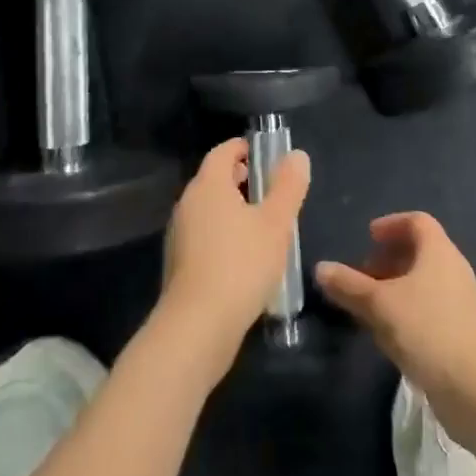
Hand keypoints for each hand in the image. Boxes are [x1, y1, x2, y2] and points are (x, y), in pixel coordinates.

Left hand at [159, 137, 309, 375]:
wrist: (197, 326)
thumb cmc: (241, 264)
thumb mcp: (276, 223)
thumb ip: (288, 186)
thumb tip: (296, 155)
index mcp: (208, 185)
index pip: (223, 151)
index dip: (244, 148)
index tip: (266, 154)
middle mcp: (188, 203)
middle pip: (214, 179)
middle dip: (241, 179)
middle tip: (271, 190)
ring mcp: (179, 235)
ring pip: (209, 209)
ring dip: (233, 209)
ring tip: (263, 225)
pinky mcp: (179, 264)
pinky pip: (204, 236)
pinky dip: (223, 234)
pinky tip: (245, 258)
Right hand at [315, 212, 475, 441]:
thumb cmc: (427, 331)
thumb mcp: (380, 305)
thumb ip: (349, 285)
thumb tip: (321, 268)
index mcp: (439, 252)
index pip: (417, 222)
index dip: (391, 224)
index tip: (368, 238)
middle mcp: (453, 270)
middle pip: (419, 252)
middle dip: (387, 260)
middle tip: (361, 276)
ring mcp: (461, 302)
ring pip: (422, 283)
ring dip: (394, 289)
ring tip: (368, 308)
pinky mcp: (462, 332)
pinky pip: (429, 308)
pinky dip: (407, 311)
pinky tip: (389, 336)